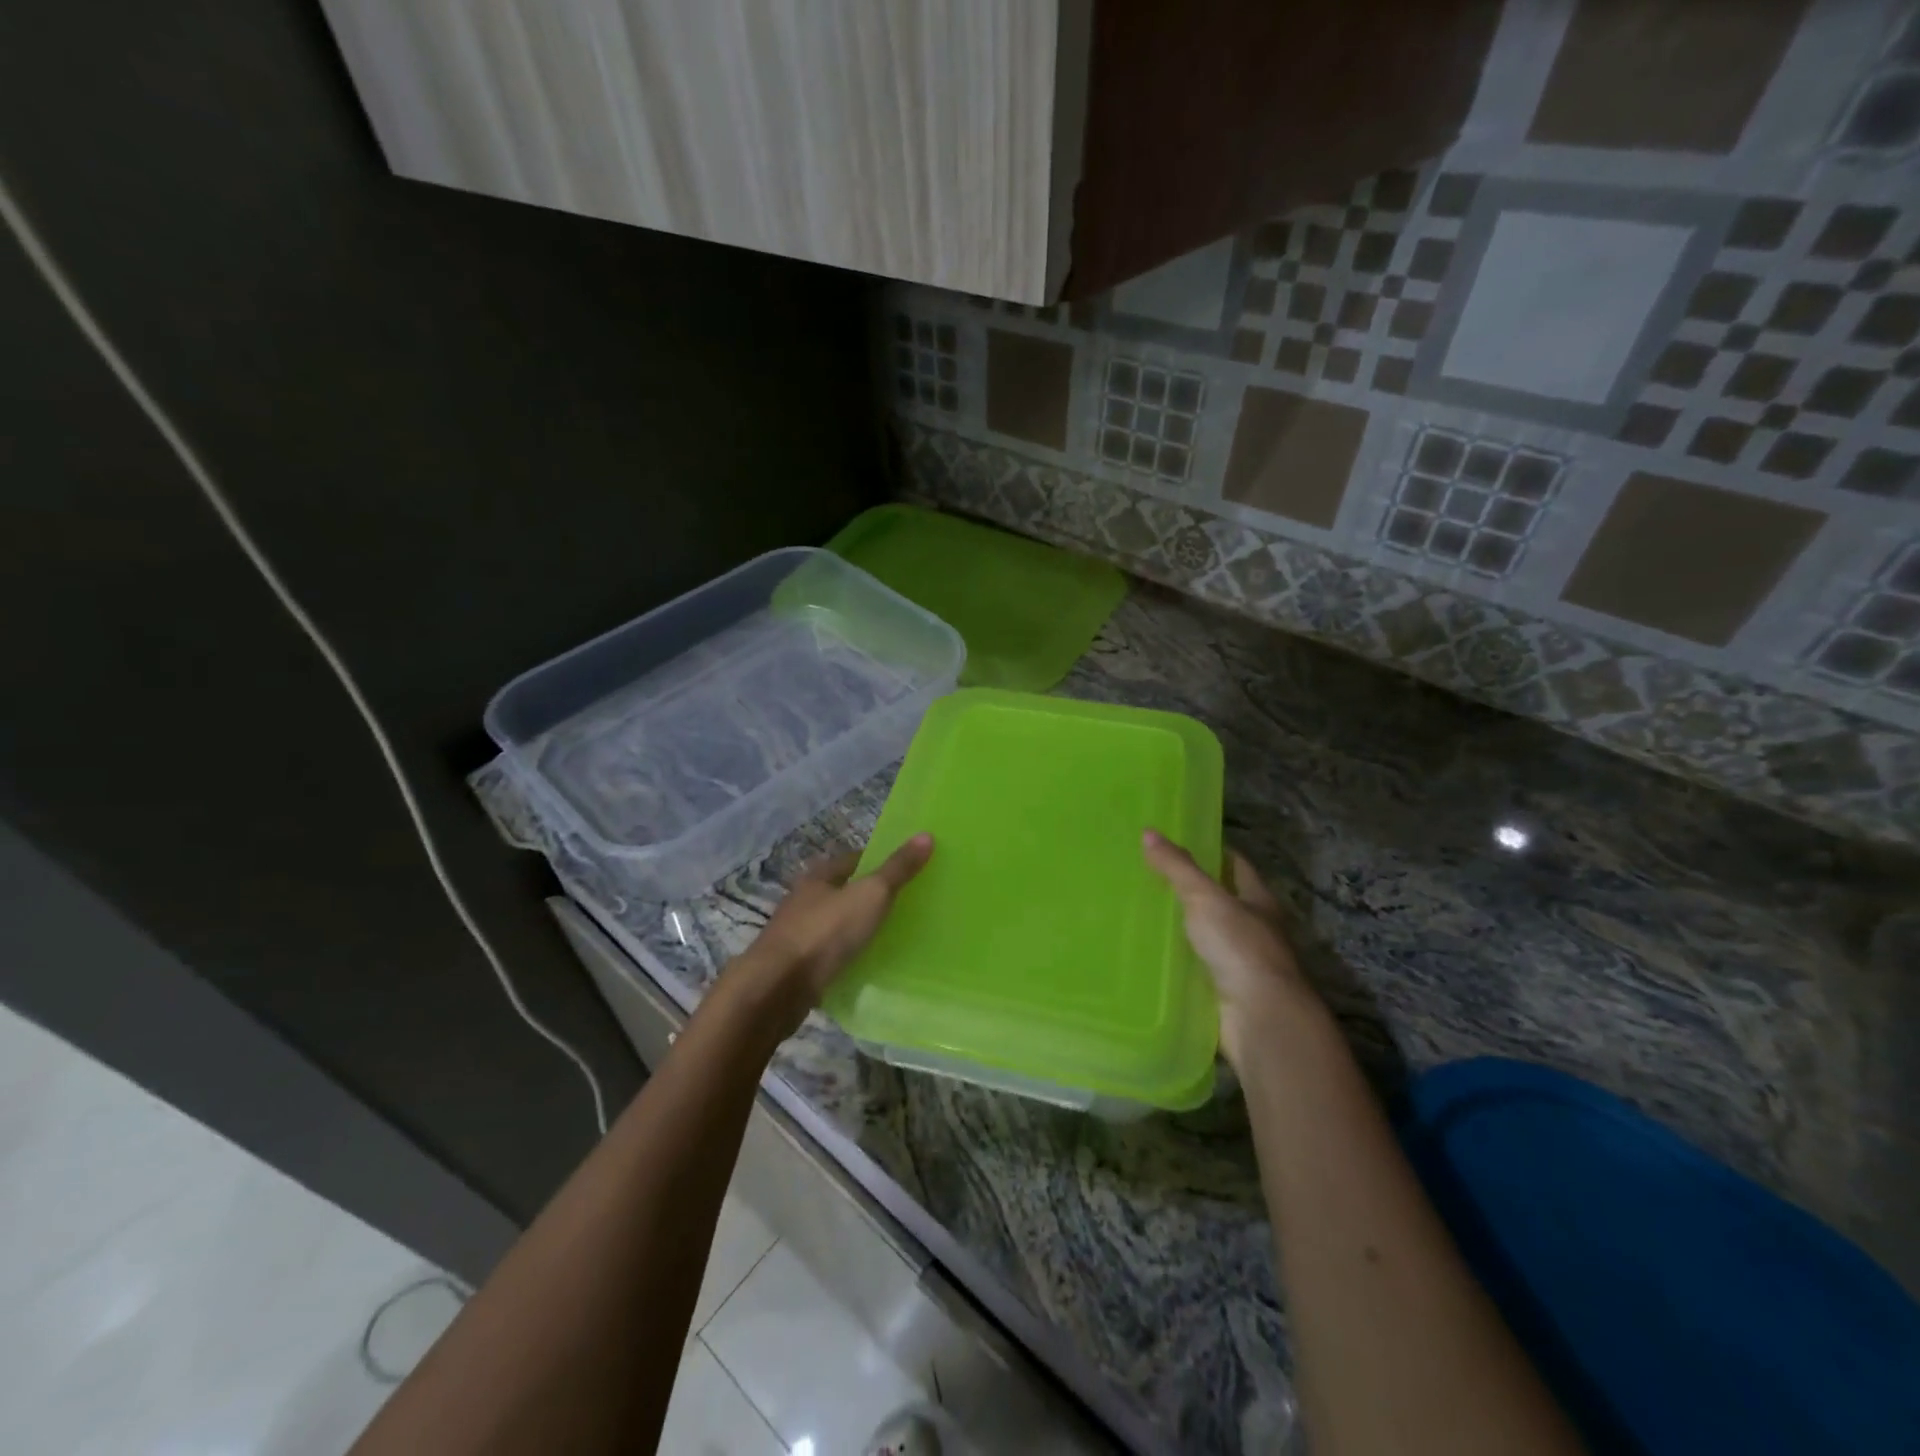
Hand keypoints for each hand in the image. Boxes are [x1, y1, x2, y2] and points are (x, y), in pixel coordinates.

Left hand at [743, 834, 934, 1011]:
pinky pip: (829, 957)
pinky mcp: (796, 968)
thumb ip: (898, 869)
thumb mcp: (870, 895)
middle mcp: (804, 901)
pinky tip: (865, 966)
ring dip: (855, 929)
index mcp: (819, 877)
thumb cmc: (825, 932)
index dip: (877, 861)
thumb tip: (926, 834)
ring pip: (834, 926)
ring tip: (890, 937)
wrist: (777, 988)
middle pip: (842, 892)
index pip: (852, 860)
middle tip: (904, 905)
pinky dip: (846, 958)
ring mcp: (797, 936)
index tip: (904, 870)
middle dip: (868, 897)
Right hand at [1142, 830, 1318, 1068]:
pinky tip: (1149, 952)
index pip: (1236, 865)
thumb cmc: (1240, 948)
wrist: (1260, 1018)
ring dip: (1181, 926)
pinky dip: (1176, 959)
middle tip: (1148, 874)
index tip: (1179, 841)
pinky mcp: (1224, 990)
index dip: (1212, 851)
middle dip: (1190, 889)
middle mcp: (1254, 929)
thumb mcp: (1205, 899)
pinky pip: (1195, 966)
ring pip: (1206, 935)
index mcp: (1258, 900)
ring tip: (1141, 911)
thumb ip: (1177, 868)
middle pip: (1221, 900)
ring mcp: (1240, 962)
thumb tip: (1148, 831)